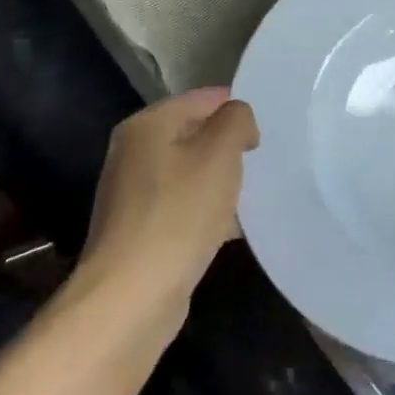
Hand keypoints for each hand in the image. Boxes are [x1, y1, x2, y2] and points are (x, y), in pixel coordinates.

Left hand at [67, 88, 258, 335]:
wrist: (131, 296)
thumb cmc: (179, 213)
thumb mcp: (220, 153)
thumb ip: (236, 120)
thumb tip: (237, 119)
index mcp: (148, 125)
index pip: (203, 98)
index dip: (237, 110)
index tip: (263, 135)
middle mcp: (134, 152)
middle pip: (195, 134)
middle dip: (229, 147)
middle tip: (260, 163)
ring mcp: (133, 192)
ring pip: (192, 171)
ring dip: (221, 180)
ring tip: (252, 195)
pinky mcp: (140, 228)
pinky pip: (183, 205)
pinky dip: (207, 210)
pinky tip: (232, 228)